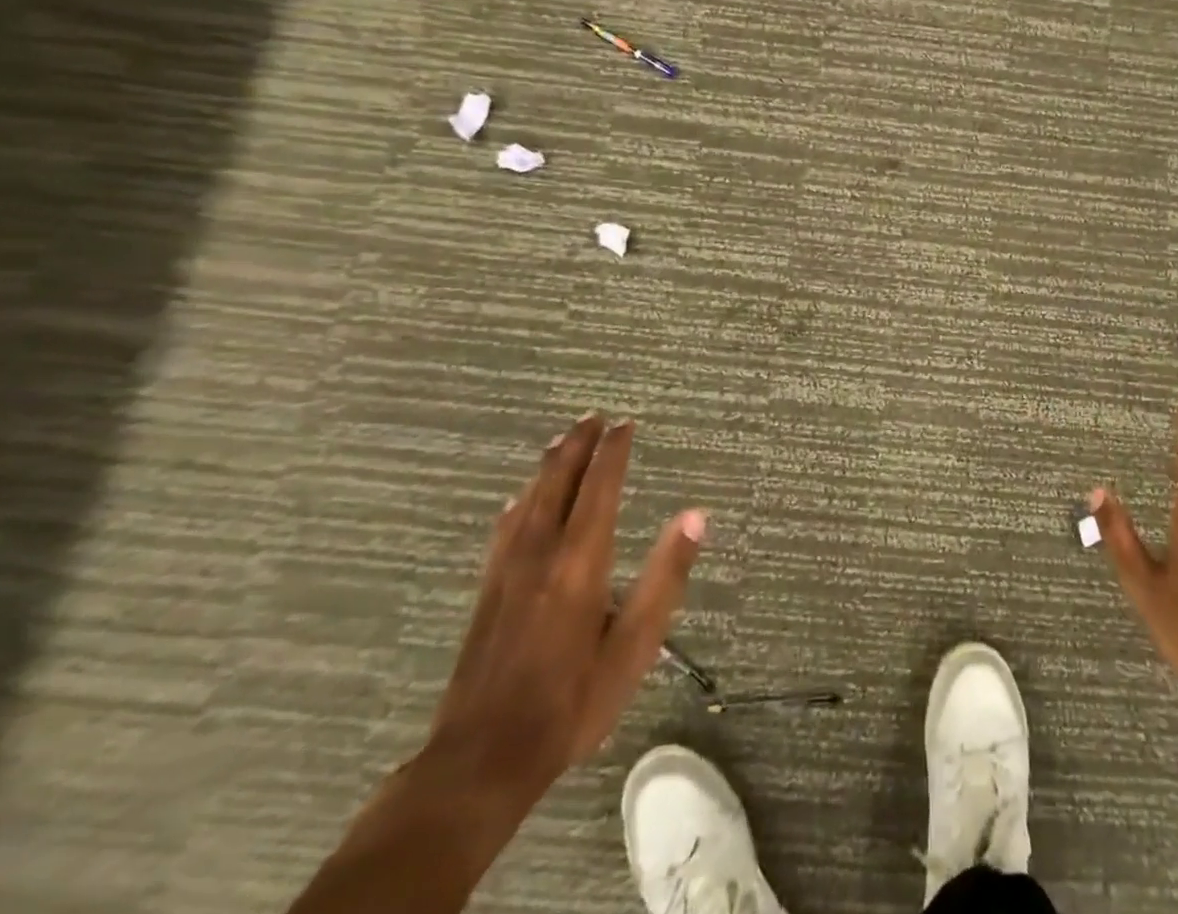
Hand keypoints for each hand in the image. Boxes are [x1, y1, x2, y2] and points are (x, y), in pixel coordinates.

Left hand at [426, 413, 704, 793]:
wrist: (480, 759)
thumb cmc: (572, 702)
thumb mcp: (635, 647)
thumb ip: (666, 578)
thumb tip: (696, 516)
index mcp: (581, 562)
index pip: (599, 489)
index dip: (613, 452)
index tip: (625, 422)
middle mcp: (541, 553)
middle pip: (559, 483)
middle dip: (578, 446)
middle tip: (594, 416)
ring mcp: (508, 572)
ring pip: (529, 500)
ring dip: (549, 465)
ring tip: (563, 440)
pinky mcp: (488, 591)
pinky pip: (505, 528)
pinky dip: (519, 501)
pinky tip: (518, 500)